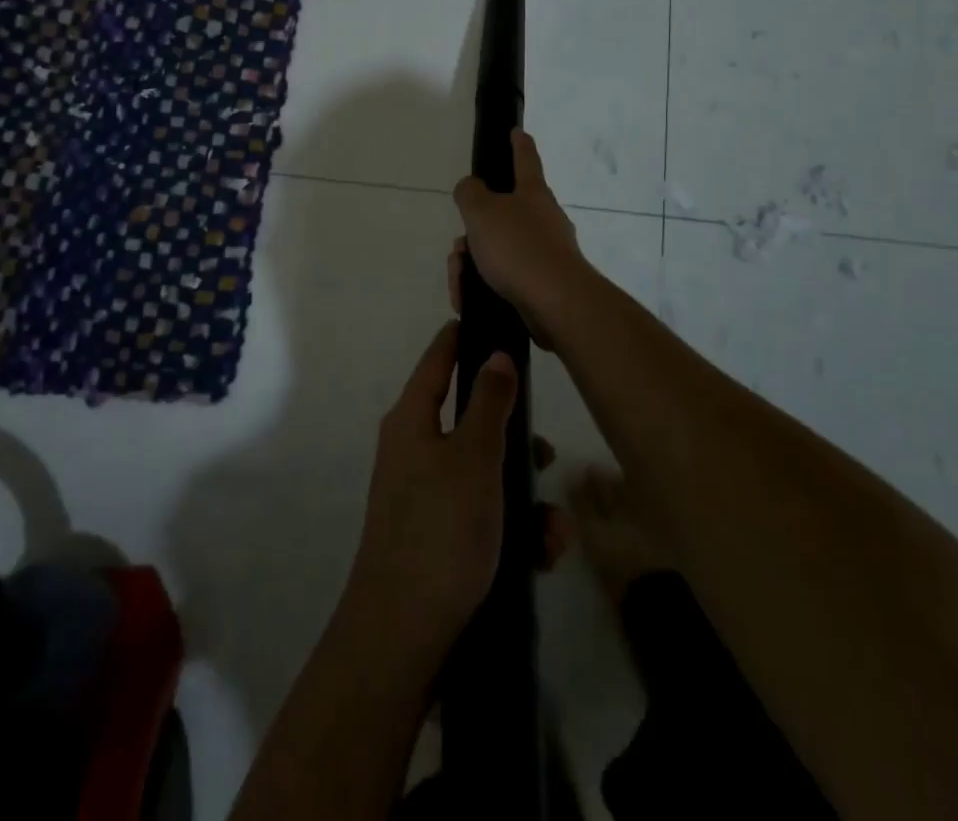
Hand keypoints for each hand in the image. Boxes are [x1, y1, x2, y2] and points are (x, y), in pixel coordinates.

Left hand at [344, 322, 516, 662]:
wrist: (403, 637)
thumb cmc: (441, 531)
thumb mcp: (474, 458)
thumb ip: (489, 403)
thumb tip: (494, 354)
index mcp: (412, 420)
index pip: (437, 360)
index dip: (462, 337)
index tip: (493, 322)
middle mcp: (413, 450)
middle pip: (469, 421)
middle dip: (513, 438)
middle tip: (545, 453)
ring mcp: (423, 496)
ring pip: (483, 473)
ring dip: (522, 495)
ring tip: (554, 529)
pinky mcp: (437, 537)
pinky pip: (481, 515)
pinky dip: (511, 528)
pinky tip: (541, 554)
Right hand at [451, 130, 587, 334]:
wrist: (556, 303)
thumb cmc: (519, 248)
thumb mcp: (482, 212)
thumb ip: (470, 193)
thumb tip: (471, 188)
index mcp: (533, 193)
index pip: (525, 159)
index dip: (518, 144)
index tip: (517, 131)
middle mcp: (544, 218)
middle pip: (501, 214)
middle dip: (474, 231)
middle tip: (459, 249)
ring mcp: (546, 252)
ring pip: (498, 249)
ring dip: (473, 262)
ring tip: (461, 280)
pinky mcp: (542, 283)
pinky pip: (505, 277)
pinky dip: (483, 285)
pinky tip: (469, 298)